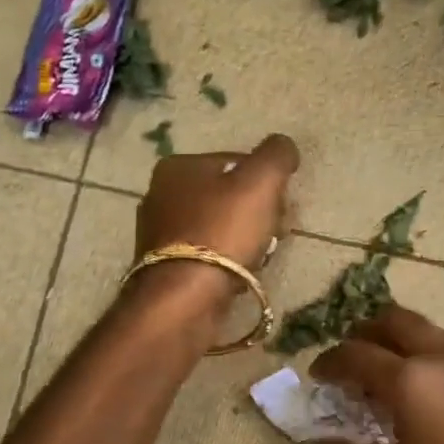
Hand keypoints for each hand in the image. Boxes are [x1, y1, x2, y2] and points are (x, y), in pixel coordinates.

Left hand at [130, 133, 298, 319]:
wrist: (185, 297)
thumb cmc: (223, 231)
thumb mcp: (260, 182)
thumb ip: (276, 156)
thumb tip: (284, 146)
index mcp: (178, 166)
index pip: (235, 163)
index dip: (266, 181)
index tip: (284, 204)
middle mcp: (161, 195)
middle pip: (227, 196)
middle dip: (258, 212)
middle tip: (278, 231)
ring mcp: (159, 234)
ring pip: (219, 227)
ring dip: (246, 238)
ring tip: (263, 256)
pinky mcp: (165, 268)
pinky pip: (207, 255)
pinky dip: (228, 261)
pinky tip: (241, 274)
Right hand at [301, 306, 443, 443]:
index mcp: (408, 381)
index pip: (355, 354)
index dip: (329, 362)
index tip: (316, 377)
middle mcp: (438, 359)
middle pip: (394, 321)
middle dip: (365, 332)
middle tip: (349, 359)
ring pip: (425, 331)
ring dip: (397, 339)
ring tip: (383, 371)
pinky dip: (423, 353)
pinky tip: (420, 390)